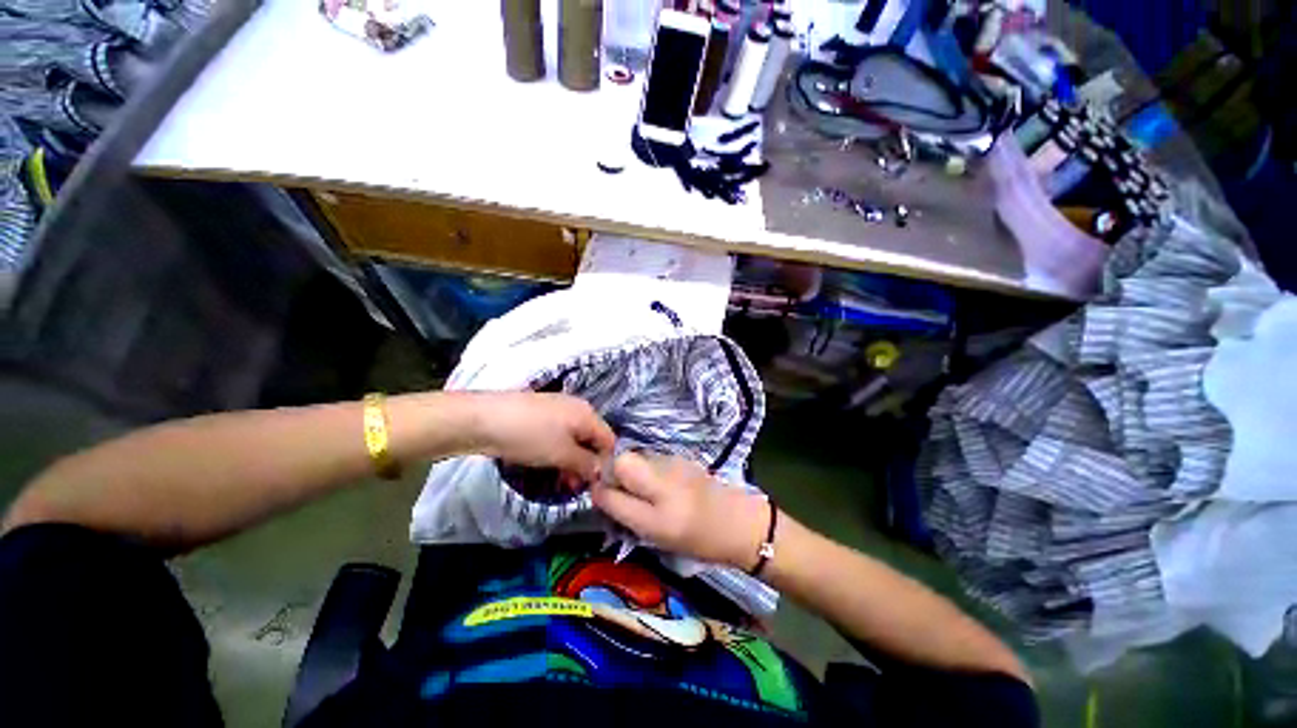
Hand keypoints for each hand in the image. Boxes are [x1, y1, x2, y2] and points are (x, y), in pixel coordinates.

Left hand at [467, 392, 614, 482]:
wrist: (482, 419)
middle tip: (575, 488)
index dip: (607, 464)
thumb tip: (603, 472)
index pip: (609, 440)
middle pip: (592, 439)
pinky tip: (547, 465)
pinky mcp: (541, 413)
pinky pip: (559, 434)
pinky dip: (558, 451)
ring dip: (572, 461)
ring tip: (561, 482)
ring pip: (575, 438)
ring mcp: (558, 408)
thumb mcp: (562, 455)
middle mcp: (577, 407)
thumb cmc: (529, 436)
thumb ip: (587, 464)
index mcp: (587, 413)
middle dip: (587, 464)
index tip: (596, 486)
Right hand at [591, 453, 769, 569]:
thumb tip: (599, 491)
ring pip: (636, 458)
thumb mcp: (656, 534)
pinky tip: (659, 486)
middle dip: (614, 474)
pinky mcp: (680, 457)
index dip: (602, 485)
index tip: (601, 496)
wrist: (738, 522)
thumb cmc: (697, 538)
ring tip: (643, 493)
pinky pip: (651, 459)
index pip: (614, 480)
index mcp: (656, 504)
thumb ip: (624, 510)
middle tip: (622, 494)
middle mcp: (663, 475)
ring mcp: (673, 461)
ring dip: (630, 471)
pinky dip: (646, 470)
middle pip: (623, 461)